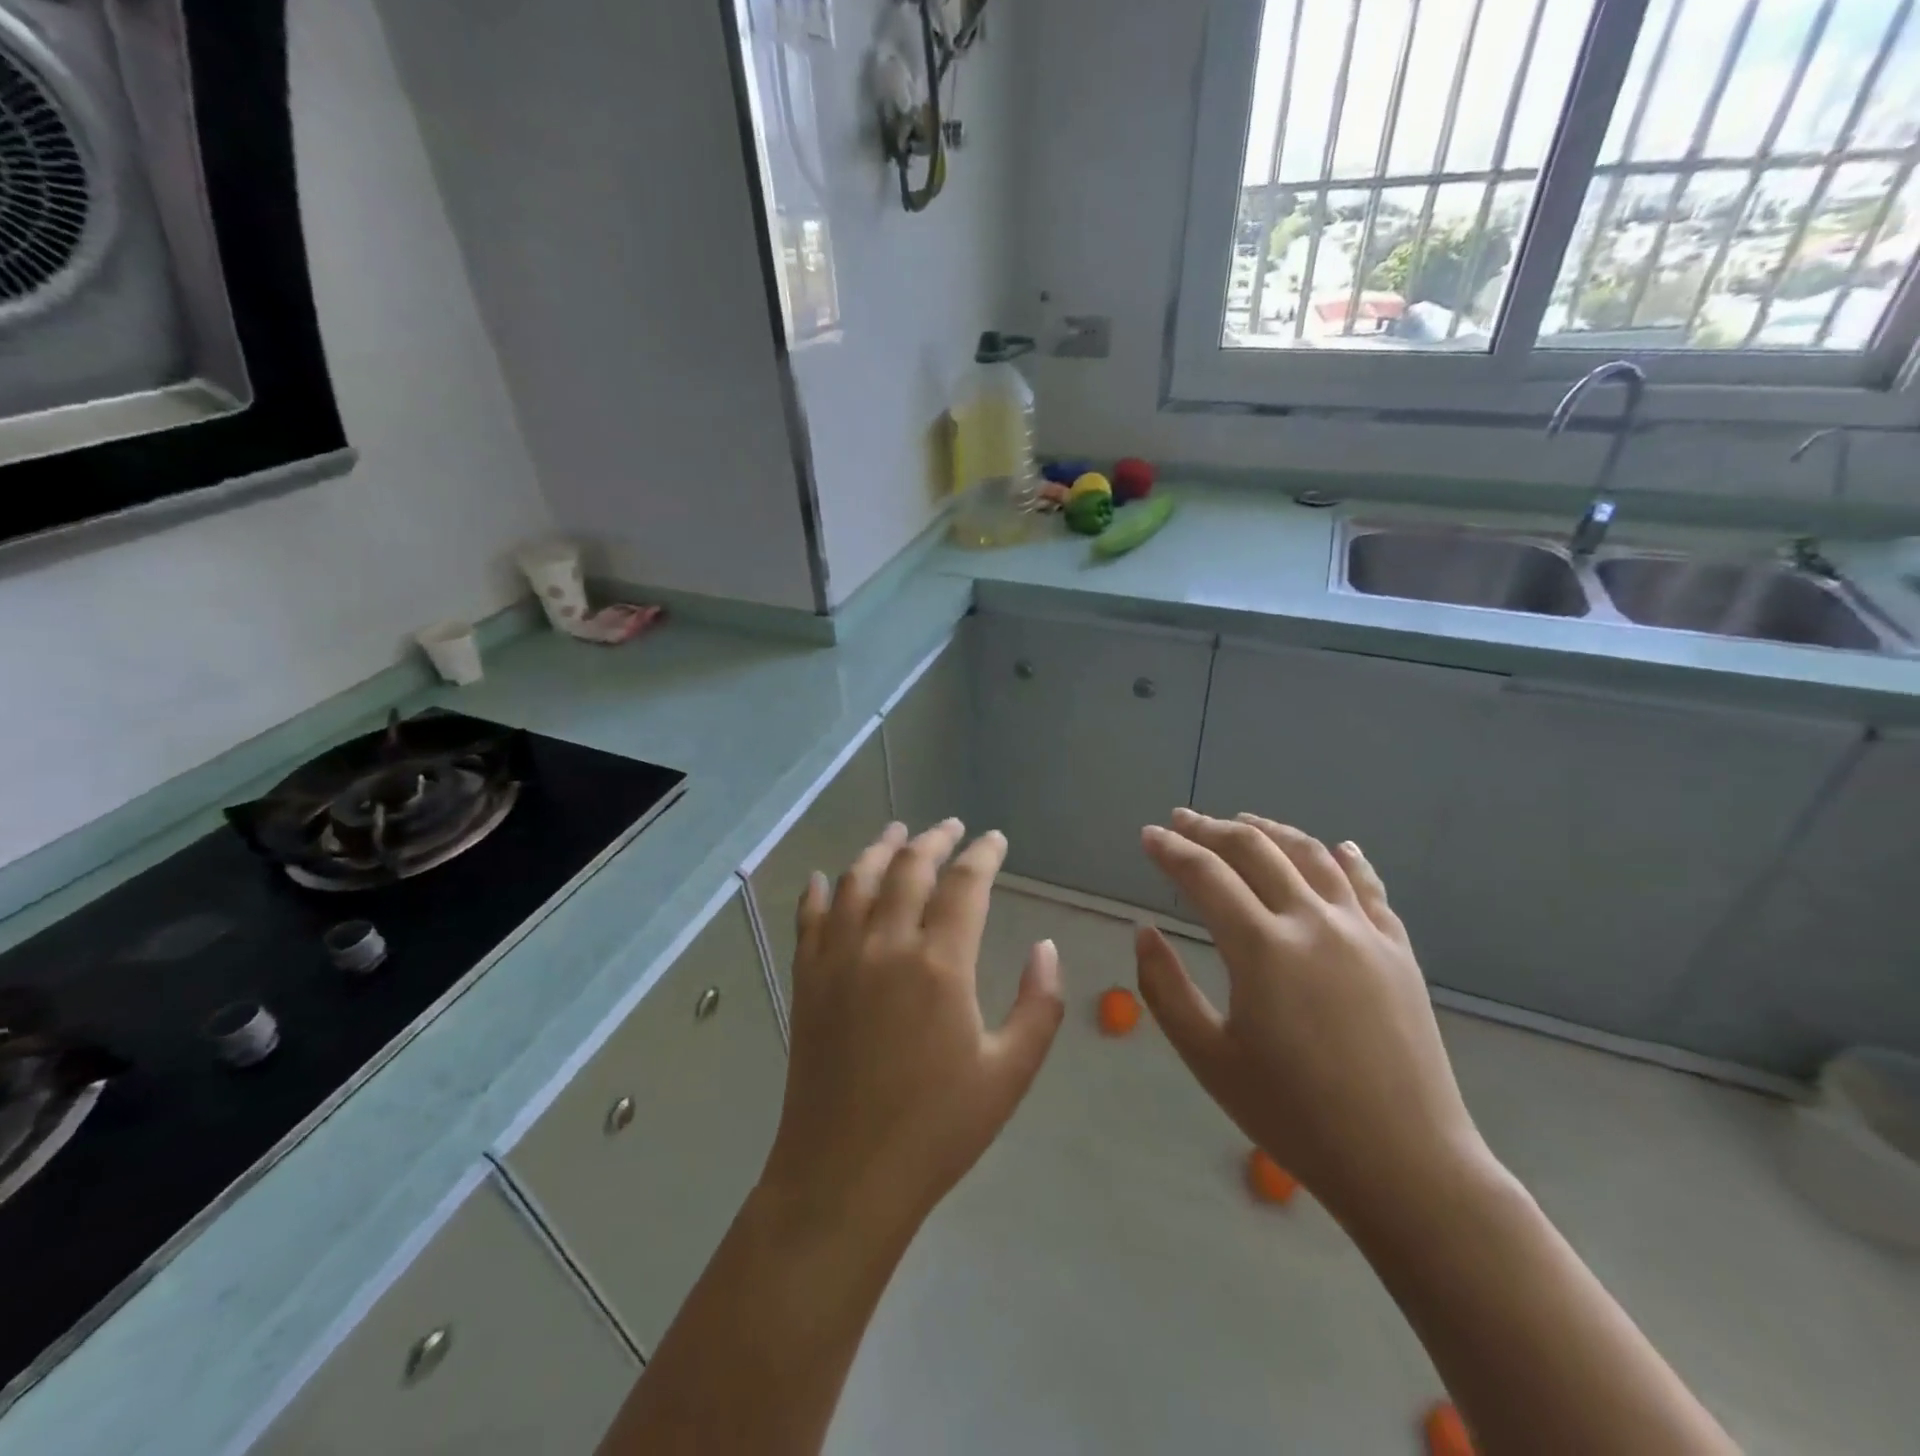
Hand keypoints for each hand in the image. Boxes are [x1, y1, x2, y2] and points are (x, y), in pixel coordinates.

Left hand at [757, 820, 1064, 1244]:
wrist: (845, 1175)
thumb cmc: (937, 1129)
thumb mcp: (1009, 1073)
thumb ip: (1038, 1005)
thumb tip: (1045, 947)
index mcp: (939, 964)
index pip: (964, 885)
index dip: (983, 854)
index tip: (994, 839)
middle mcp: (885, 946)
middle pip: (908, 869)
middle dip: (934, 840)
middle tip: (951, 827)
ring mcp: (838, 959)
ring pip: (857, 880)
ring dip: (879, 849)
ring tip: (896, 832)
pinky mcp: (807, 980)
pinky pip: (810, 918)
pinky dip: (820, 890)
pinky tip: (827, 877)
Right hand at [1135, 808, 1490, 1223]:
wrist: (1406, 1165)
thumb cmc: (1294, 1117)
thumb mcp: (1208, 1058)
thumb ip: (1164, 988)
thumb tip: (1144, 931)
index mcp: (1262, 948)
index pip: (1205, 875)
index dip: (1170, 850)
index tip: (1148, 835)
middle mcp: (1313, 922)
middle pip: (1255, 850)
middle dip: (1211, 828)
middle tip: (1182, 820)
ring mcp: (1362, 931)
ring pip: (1311, 855)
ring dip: (1270, 830)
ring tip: (1243, 820)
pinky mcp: (1397, 950)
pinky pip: (1367, 886)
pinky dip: (1344, 858)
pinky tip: (1335, 847)